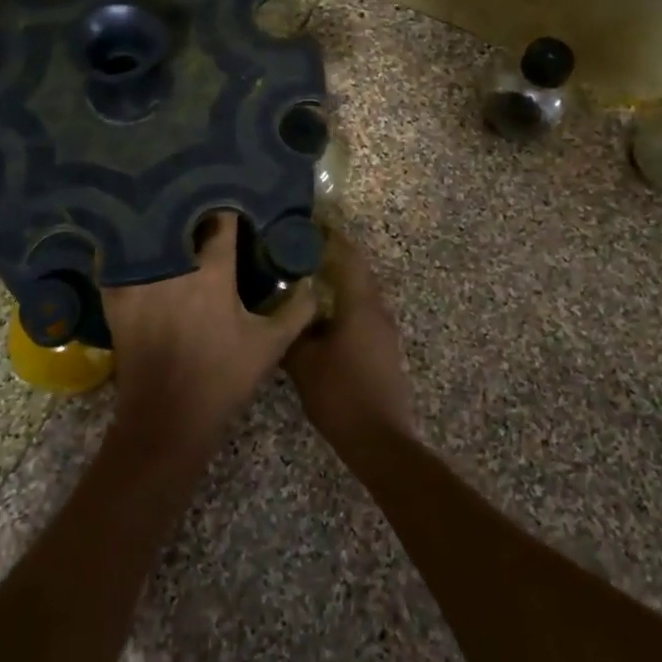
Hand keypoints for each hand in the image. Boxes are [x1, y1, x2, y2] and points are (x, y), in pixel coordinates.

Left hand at [102, 212, 316, 454]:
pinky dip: (127, 248)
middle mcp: (174, 268)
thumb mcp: (270, 346)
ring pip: (150, 235)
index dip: (231, 209)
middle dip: (193, 209)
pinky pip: (119, 260)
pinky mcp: (117, 298)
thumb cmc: (223, 380)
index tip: (237, 202)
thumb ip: (297, 310)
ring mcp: (140, 281)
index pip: (222, 222)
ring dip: (162, 225)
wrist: (167, 421)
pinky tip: (135, 243)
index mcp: (213, 273)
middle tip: (204, 205)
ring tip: (172, 215)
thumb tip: (312, 282)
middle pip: (182, 220)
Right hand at [283, 229, 417, 449]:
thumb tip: (278, 310)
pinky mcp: (382, 348)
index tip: (309, 223)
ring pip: (358, 293)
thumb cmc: (341, 394)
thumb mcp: (304, 363)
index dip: (330, 236)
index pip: (348, 255)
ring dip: (336, 281)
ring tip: (304, 278)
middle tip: (299, 249)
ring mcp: (383, 330)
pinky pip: (361, 312)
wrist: (380, 439)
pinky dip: (341, 303)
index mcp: (360, 304)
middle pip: (356, 270)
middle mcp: (377, 309)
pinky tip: (319, 315)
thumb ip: (291, 331)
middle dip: (331, 256)